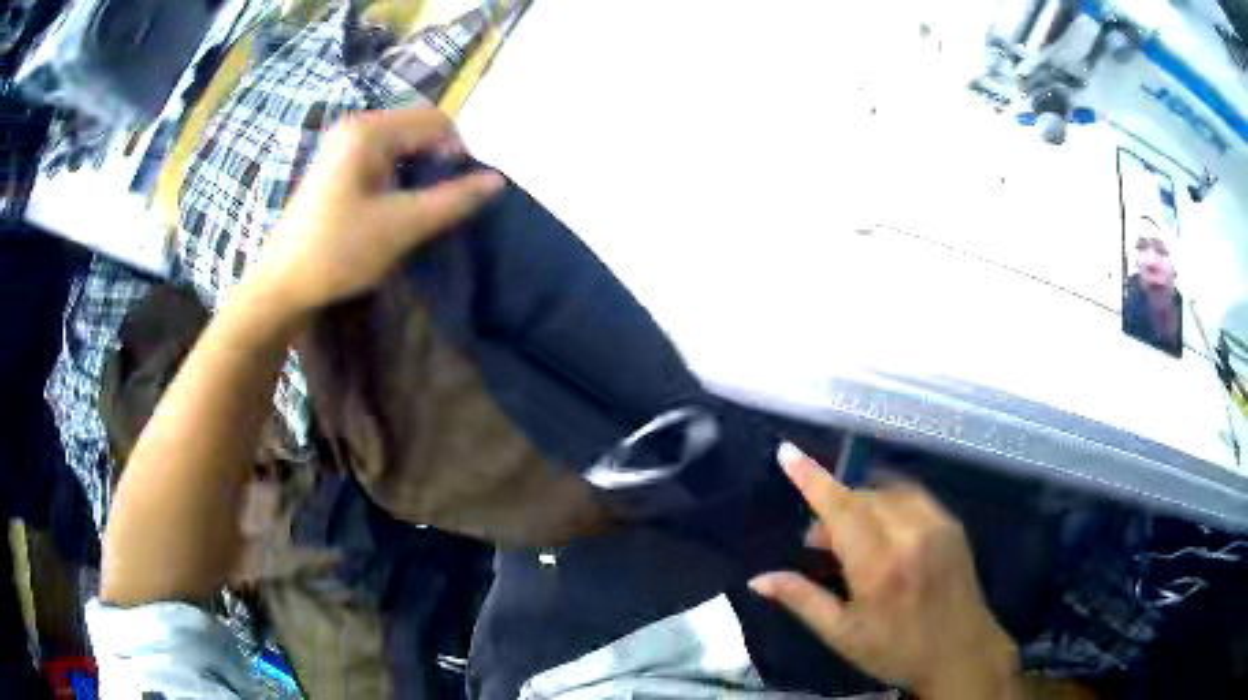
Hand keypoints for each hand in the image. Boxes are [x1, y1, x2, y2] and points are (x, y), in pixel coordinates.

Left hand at [251, 108, 504, 316]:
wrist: (282, 284)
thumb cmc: (339, 251)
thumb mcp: (402, 225)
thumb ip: (453, 200)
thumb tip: (498, 180)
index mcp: (369, 130)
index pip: (437, 122)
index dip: (458, 154)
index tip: (460, 195)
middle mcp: (356, 127)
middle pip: (419, 131)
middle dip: (438, 163)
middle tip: (439, 205)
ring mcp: (342, 146)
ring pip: (402, 147)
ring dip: (419, 173)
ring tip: (417, 210)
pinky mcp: (336, 167)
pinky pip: (382, 160)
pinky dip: (398, 179)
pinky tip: (394, 209)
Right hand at [750, 444, 1020, 699]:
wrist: (961, 652)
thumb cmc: (896, 651)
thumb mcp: (842, 635)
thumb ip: (802, 600)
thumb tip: (758, 580)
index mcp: (880, 568)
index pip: (842, 509)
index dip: (812, 479)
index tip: (787, 452)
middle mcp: (911, 535)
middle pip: (862, 496)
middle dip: (833, 507)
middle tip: (816, 542)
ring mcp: (937, 524)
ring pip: (887, 491)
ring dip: (860, 502)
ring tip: (847, 536)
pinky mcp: (952, 523)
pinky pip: (911, 496)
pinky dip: (887, 501)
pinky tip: (880, 528)